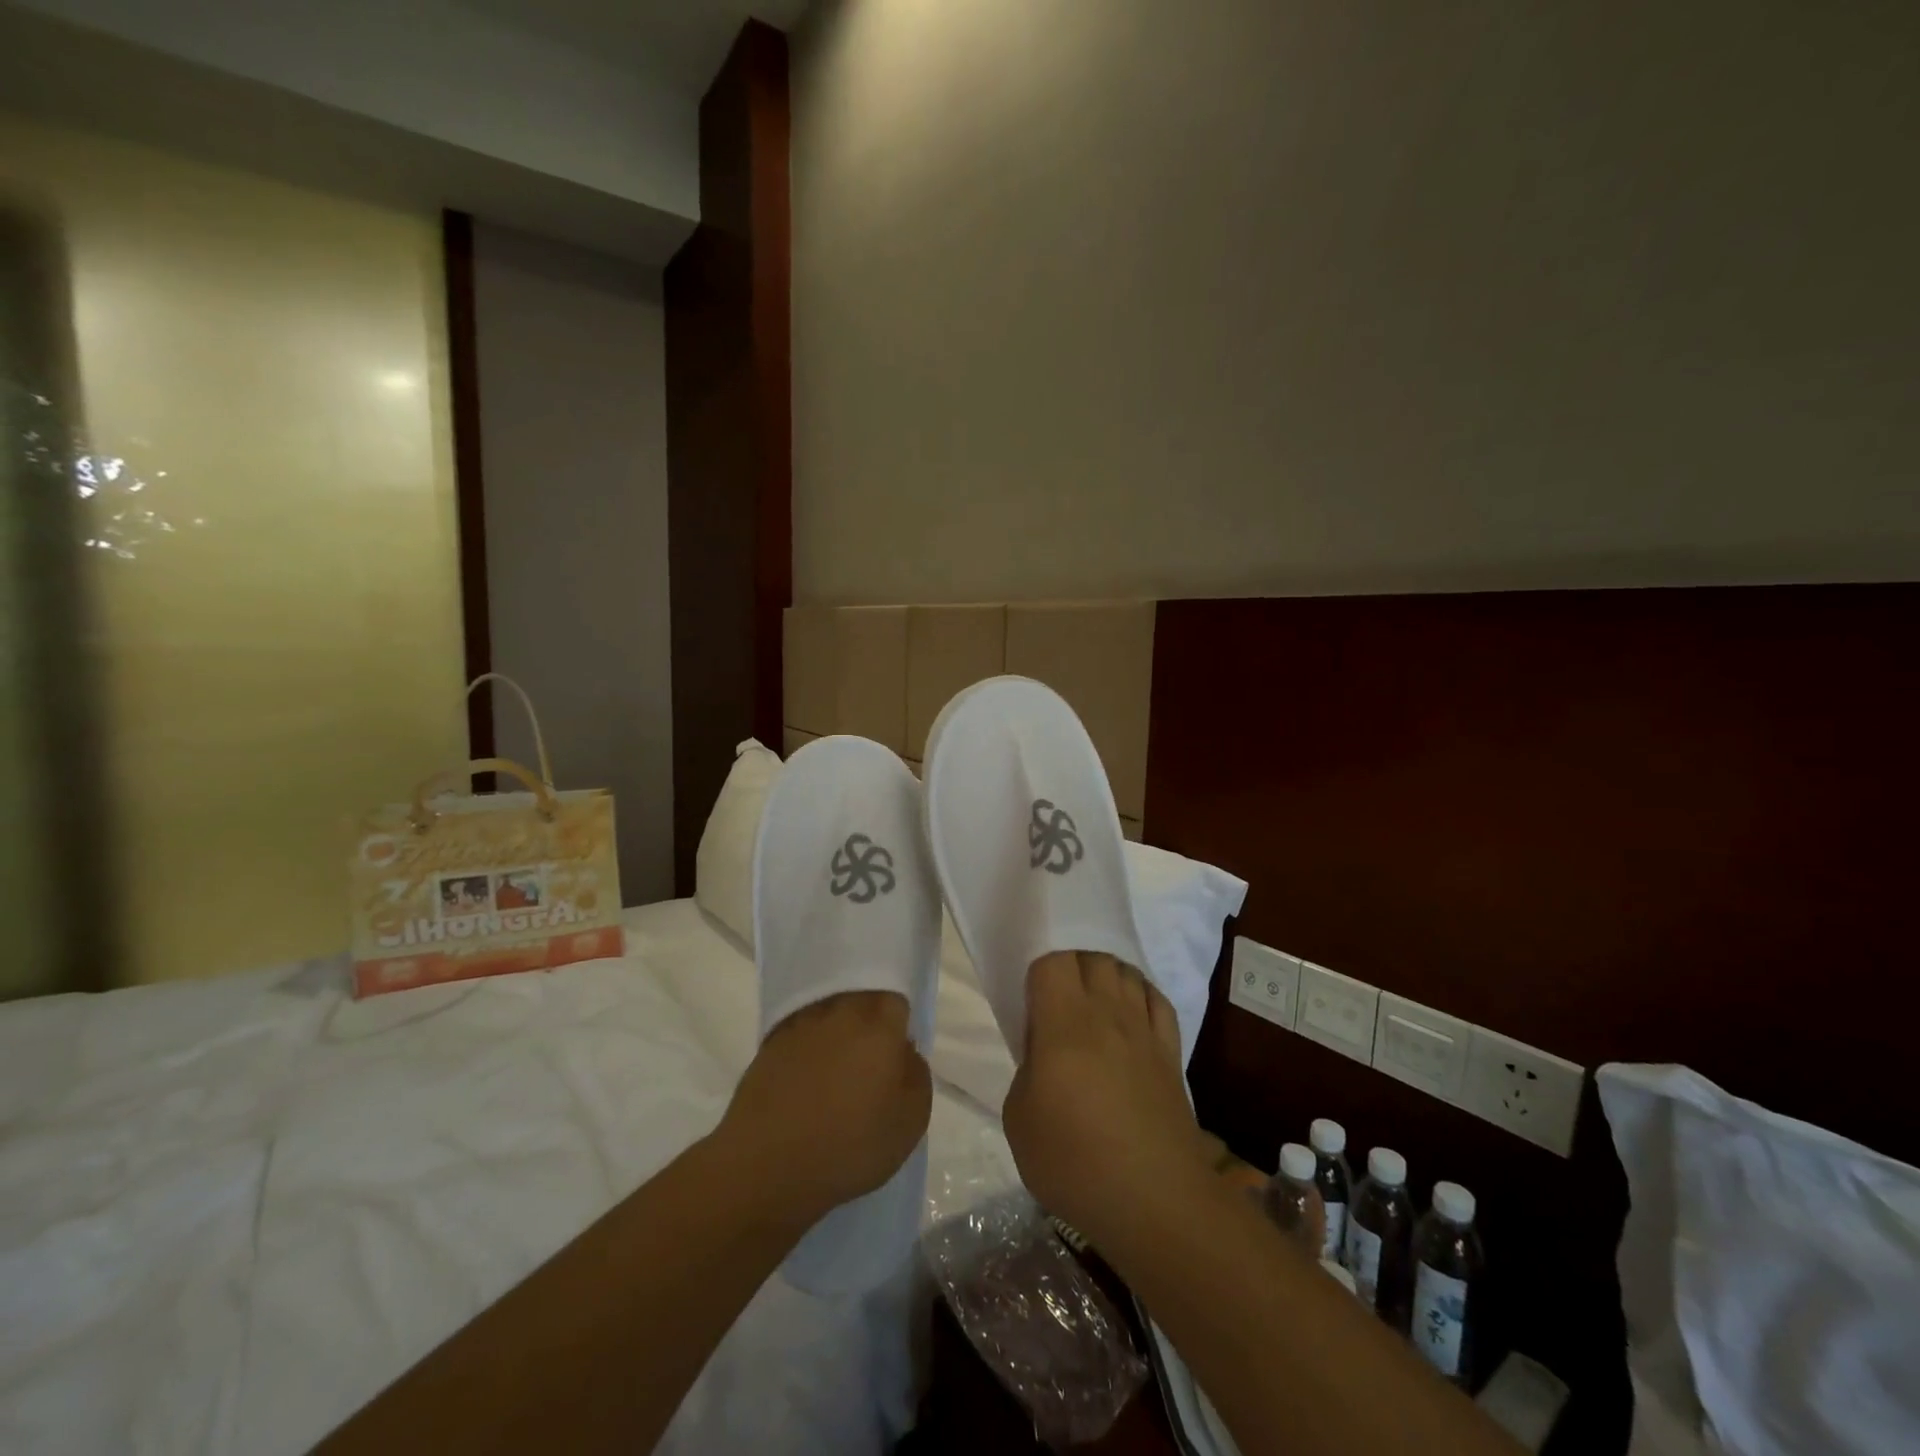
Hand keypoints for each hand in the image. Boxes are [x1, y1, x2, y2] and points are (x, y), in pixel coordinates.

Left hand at [718, 992, 931, 1226]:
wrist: (765, 1165)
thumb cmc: (848, 1146)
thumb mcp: (910, 1124)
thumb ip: (917, 1076)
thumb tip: (904, 1051)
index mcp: (879, 1025)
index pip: (896, 1000)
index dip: (899, 1021)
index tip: (897, 1049)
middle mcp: (840, 1011)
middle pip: (861, 999)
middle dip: (868, 1020)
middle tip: (869, 1058)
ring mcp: (801, 1024)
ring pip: (829, 1012)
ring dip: (836, 1031)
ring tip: (835, 1070)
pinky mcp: (770, 1042)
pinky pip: (800, 1032)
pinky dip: (807, 1047)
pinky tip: (806, 1080)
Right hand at [1001, 951, 1214, 1243]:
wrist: (1154, 1201)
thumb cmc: (1075, 1162)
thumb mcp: (1019, 1119)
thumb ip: (1027, 1070)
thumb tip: (1045, 1056)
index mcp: (1064, 1022)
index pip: (1052, 962)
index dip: (1038, 972)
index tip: (1030, 1000)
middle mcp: (1107, 1013)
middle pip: (1091, 957)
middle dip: (1071, 966)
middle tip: (1057, 999)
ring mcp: (1144, 1030)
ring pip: (1126, 972)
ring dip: (1106, 975)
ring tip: (1093, 1002)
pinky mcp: (1171, 1053)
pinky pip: (1157, 999)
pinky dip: (1141, 994)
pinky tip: (1131, 1013)